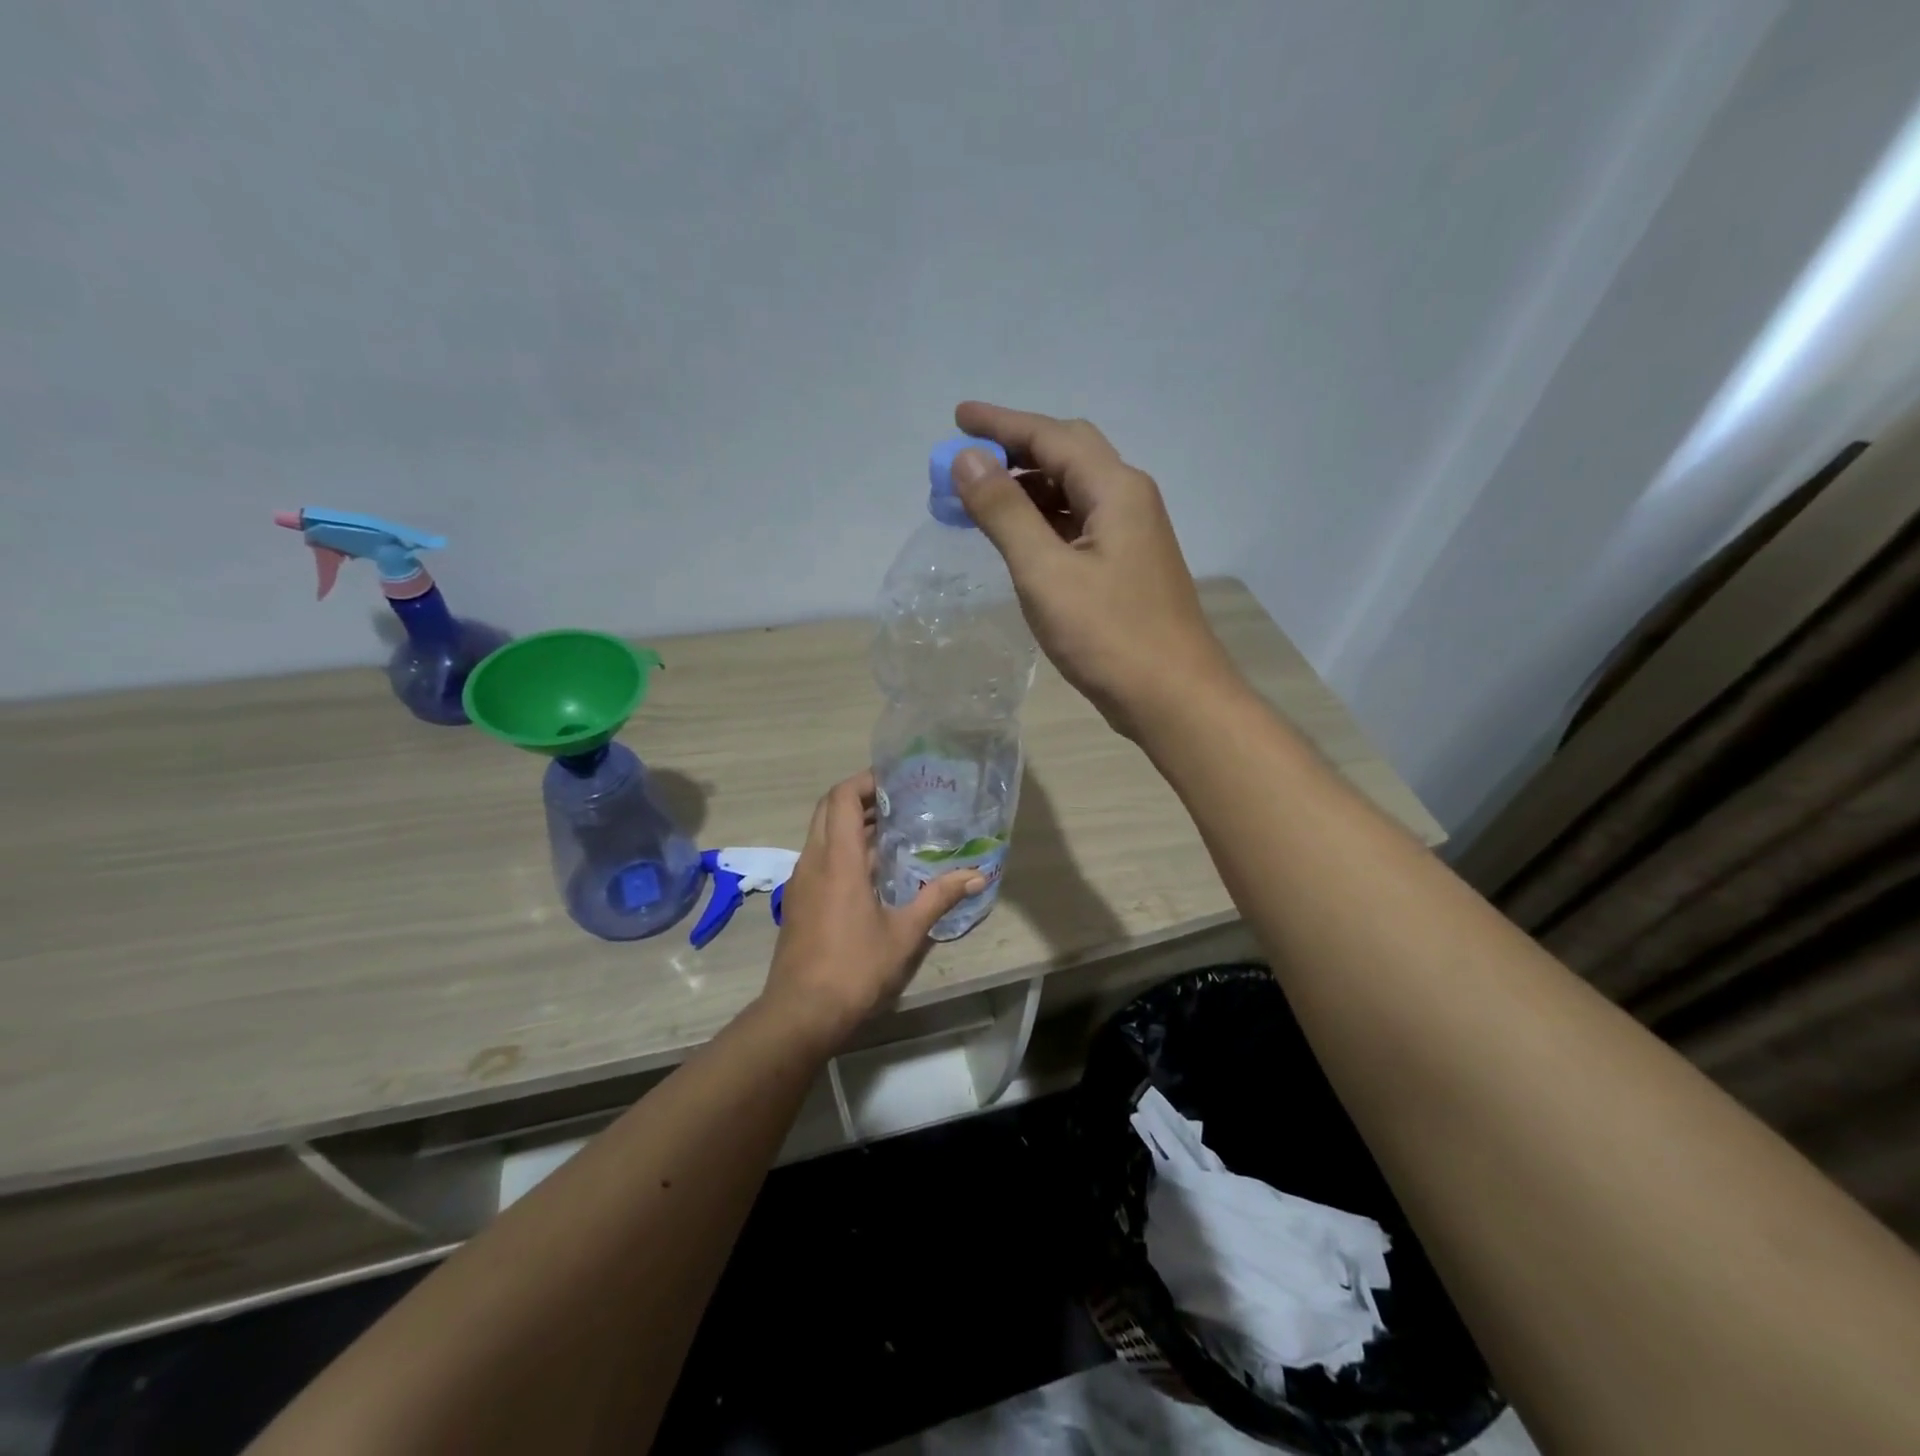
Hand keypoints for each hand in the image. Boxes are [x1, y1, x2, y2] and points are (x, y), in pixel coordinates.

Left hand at [761, 771, 982, 1049]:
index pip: (842, 798)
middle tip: (897, 801)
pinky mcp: (800, 900)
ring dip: (851, 824)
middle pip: (828, 810)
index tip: (895, 781)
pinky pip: (819, 857)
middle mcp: (814, 861)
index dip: (865, 781)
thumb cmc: (855, 968)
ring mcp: (802, 881)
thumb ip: (938, 897)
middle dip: (859, 798)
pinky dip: (843, 849)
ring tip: (892, 831)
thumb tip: (977, 876)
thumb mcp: (904, 933)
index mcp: (838, 860)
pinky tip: (872, 870)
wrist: (801, 1012)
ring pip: (822, 834)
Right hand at [950, 401, 1240, 735]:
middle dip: (1016, 451)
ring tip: (980, 501)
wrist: (1173, 697)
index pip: (1051, 436)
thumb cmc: (1109, 635)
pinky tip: (1018, 539)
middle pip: (1068, 454)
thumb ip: (1005, 512)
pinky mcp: (1126, 567)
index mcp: (1115, 489)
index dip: (1000, 424)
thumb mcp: (1045, 572)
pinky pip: (1079, 525)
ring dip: (1028, 489)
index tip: (957, 418)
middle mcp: (1129, 500)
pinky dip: (1044, 521)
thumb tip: (967, 459)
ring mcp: (1132, 535)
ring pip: (1074, 492)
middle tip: (968, 463)